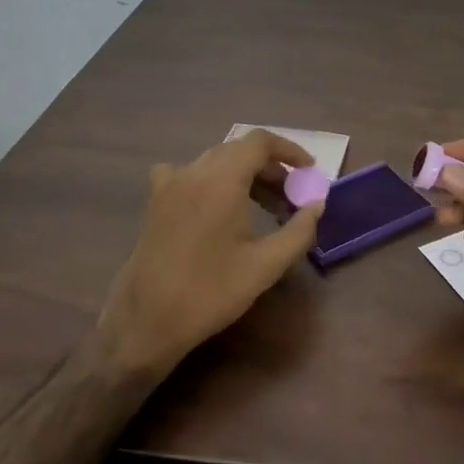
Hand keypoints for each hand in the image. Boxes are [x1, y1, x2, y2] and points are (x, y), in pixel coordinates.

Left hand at [97, 129, 323, 380]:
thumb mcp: (265, 266)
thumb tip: (317, 204)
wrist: (146, 321)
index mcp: (222, 180)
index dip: (288, 151)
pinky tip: (216, 204)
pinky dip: (212, 180)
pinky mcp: (156, 201)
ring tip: (265, 207)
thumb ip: (298, 231)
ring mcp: (170, 184)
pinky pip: (189, 174)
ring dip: (244, 175)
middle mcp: (194, 172)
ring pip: (216, 161)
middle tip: (291, 197)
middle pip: (239, 150)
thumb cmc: (210, 292)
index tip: (308, 171)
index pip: (260, 142)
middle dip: (270, 168)